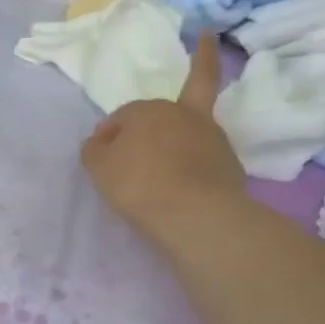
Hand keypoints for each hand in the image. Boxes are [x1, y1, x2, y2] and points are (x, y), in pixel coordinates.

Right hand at [81, 35, 248, 241]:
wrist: (195, 213)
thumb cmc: (138, 184)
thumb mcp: (98, 167)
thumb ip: (95, 149)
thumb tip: (101, 142)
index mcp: (147, 110)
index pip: (122, 114)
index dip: (109, 131)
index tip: (101, 153)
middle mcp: (182, 113)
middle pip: (160, 110)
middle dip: (145, 122)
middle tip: (132, 148)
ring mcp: (211, 135)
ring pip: (190, 126)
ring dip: (179, 133)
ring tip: (166, 160)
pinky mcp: (229, 161)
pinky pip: (207, 155)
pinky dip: (198, 160)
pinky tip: (188, 178)